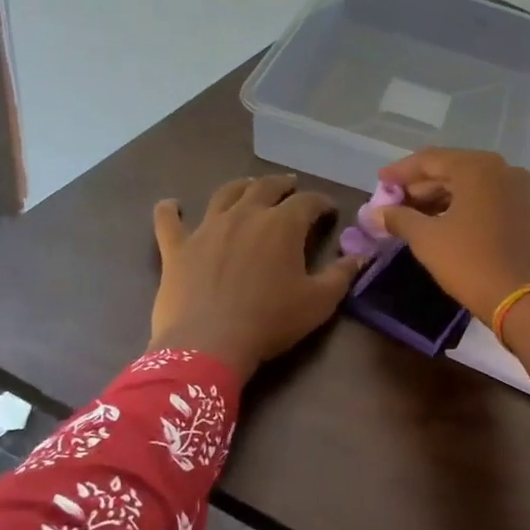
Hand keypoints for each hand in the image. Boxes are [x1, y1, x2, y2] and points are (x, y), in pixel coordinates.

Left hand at [150, 175, 362, 379]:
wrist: (209, 343)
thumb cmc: (271, 321)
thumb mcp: (319, 302)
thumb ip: (342, 275)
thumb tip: (360, 257)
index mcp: (282, 225)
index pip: (308, 202)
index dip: (321, 203)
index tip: (330, 211)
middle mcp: (244, 215)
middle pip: (265, 188)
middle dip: (283, 186)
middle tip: (291, 187)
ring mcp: (207, 228)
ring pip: (224, 194)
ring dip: (240, 187)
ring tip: (247, 187)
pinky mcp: (177, 247)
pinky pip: (169, 221)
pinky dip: (170, 209)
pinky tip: (172, 204)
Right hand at [374, 149, 529, 320]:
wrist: (528, 301)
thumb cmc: (472, 263)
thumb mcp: (428, 239)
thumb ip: (399, 219)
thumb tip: (374, 213)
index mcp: (478, 167)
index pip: (430, 159)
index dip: (400, 172)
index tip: (379, 182)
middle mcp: (503, 170)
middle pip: (451, 171)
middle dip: (420, 188)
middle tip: (392, 204)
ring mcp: (519, 191)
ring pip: (470, 188)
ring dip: (439, 199)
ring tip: (412, 218)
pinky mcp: (527, 213)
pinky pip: (486, 201)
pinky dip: (462, 209)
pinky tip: (441, 225)